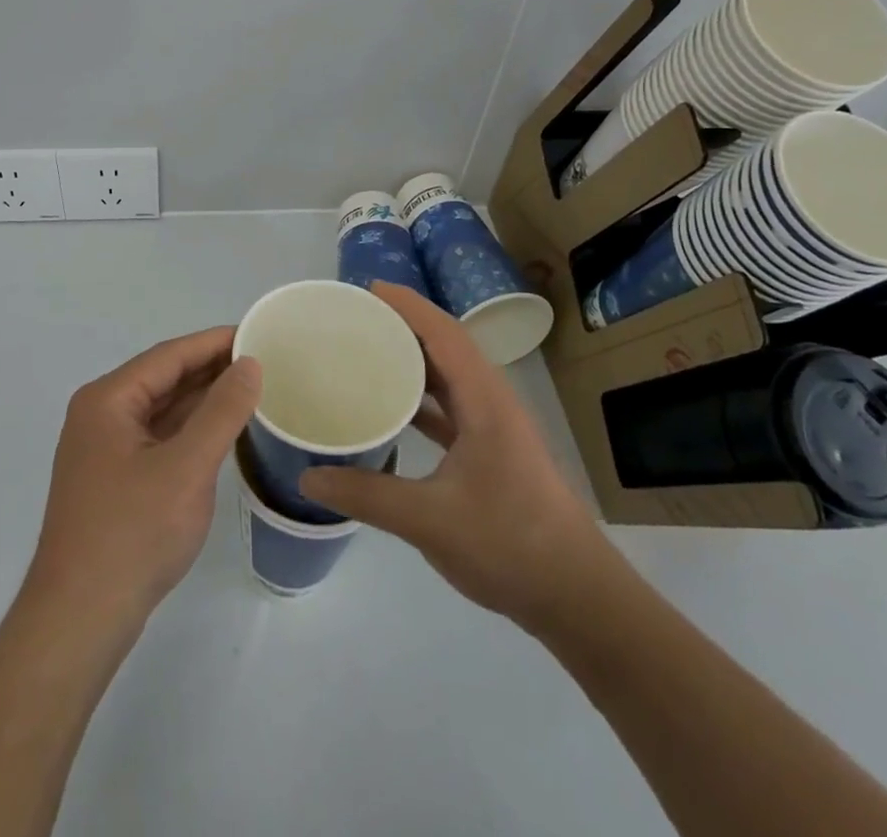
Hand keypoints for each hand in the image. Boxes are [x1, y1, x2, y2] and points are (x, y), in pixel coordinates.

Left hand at [24, 328, 261, 638]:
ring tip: (251, 389)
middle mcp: (101, 415)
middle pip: (164, 378)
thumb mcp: (187, 468)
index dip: (214, 342)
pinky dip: (191, 430)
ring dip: (203, 399)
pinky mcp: (115, 479)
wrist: (79, 621)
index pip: (169, 355)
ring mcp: (105, 449)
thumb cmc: (132, 534)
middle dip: (211, 369)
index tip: (257, 333)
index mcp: (108, 400)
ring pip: (162, 409)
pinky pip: (159, 438)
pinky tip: (222, 431)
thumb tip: (250, 364)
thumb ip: (222, 411)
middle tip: (264, 360)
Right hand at [299, 284, 627, 638]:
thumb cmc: (510, 544)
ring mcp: (495, 428)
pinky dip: (423, 398)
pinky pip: (452, 408)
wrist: (577, 597)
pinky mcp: (493, 452)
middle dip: (405, 326)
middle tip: (357, 319)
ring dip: (414, 360)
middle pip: (446, 346)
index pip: (445, 333)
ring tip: (368, 352)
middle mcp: (492, 403)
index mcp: (485, 401)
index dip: (409, 306)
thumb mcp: (430, 519)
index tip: (369, 289)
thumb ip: (367, 496)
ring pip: (450, 377)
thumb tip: (309, 476)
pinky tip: (393, 410)